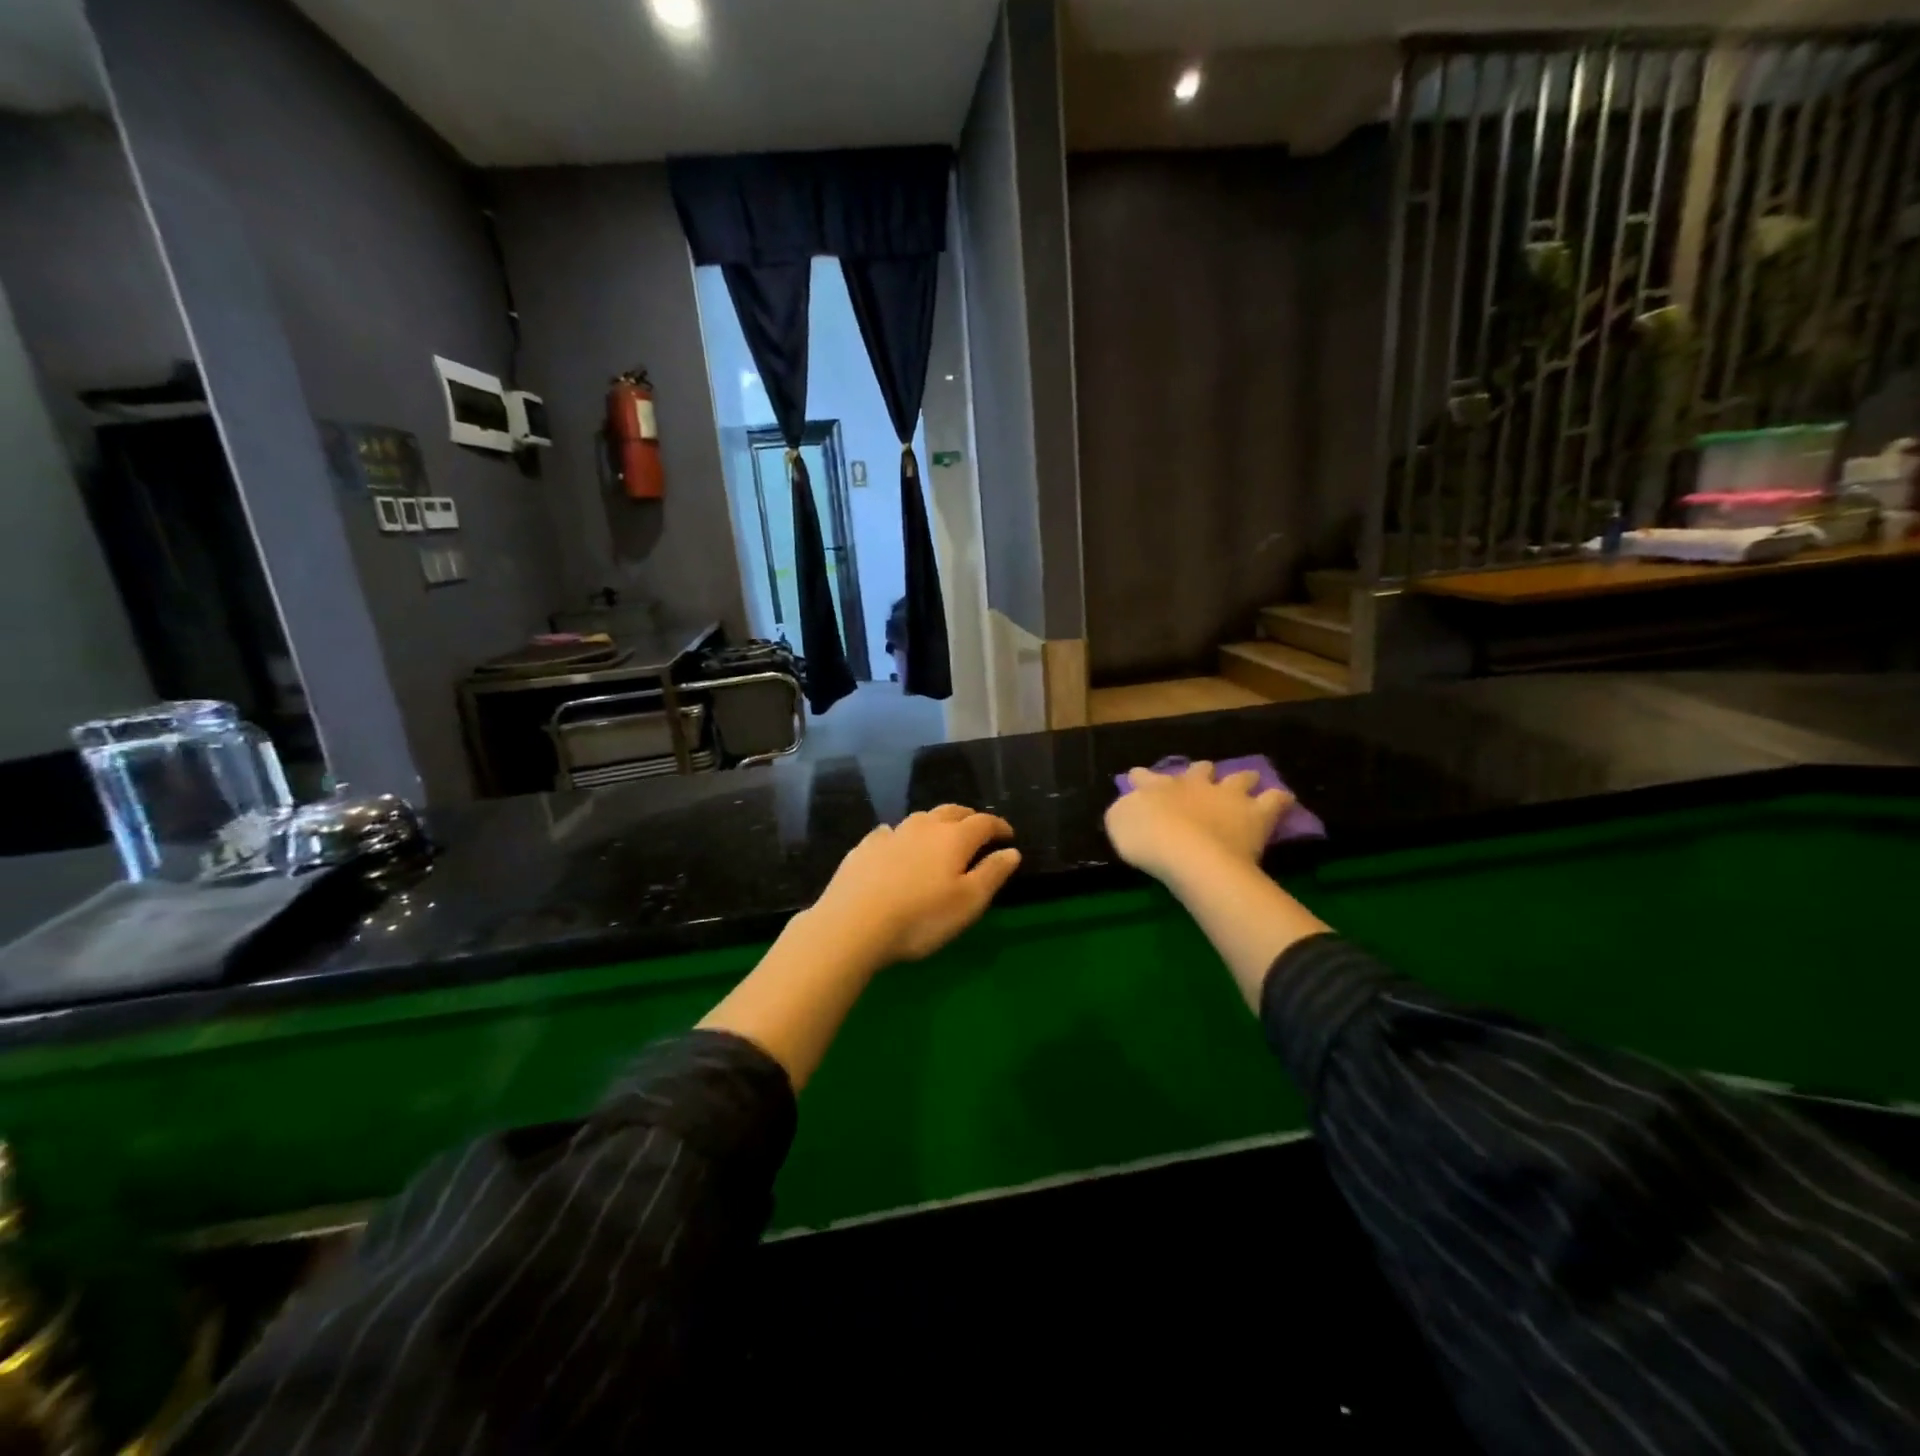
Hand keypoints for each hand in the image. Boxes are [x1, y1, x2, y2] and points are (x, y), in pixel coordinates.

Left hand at [810, 805, 1020, 963]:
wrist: (853, 923)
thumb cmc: (921, 918)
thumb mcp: (968, 902)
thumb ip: (993, 873)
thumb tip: (1012, 850)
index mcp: (954, 838)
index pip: (983, 822)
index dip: (999, 827)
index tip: (1008, 835)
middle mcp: (924, 827)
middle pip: (951, 812)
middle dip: (969, 817)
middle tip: (978, 829)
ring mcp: (891, 834)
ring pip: (920, 818)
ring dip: (936, 823)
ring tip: (940, 836)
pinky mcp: (864, 847)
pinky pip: (889, 832)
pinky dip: (901, 835)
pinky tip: (896, 844)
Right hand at [1104, 762, 1291, 885]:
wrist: (1189, 853)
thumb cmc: (1147, 841)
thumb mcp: (1118, 824)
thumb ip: (1124, 812)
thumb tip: (1129, 806)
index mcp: (1157, 787)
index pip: (1144, 777)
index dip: (1141, 777)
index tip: (1138, 777)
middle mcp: (1192, 784)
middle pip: (1199, 770)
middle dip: (1200, 772)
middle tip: (1201, 778)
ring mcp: (1226, 796)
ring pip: (1239, 778)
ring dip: (1242, 778)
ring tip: (1247, 780)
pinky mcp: (1255, 814)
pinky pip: (1275, 800)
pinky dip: (1280, 800)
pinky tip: (1284, 800)